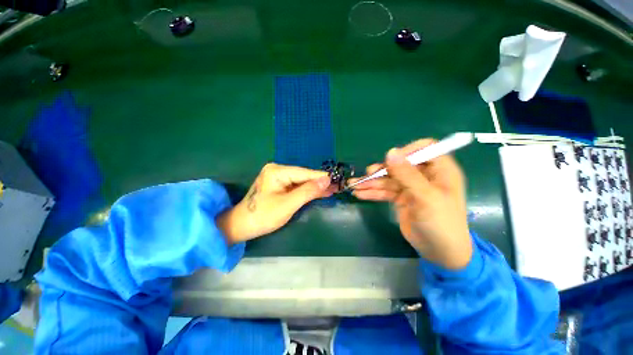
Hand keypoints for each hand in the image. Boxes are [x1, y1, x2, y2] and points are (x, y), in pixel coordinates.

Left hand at [216, 163, 334, 243]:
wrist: (241, 226)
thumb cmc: (263, 216)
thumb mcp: (288, 204)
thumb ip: (308, 191)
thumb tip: (327, 180)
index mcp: (278, 171)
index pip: (305, 173)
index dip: (322, 177)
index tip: (338, 180)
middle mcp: (278, 170)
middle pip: (304, 176)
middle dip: (320, 183)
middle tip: (338, 187)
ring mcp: (278, 177)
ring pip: (301, 182)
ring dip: (315, 187)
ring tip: (332, 190)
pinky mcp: (279, 185)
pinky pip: (296, 186)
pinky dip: (307, 191)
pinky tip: (319, 192)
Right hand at [349, 139, 471, 269]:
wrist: (439, 252)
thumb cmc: (441, 223)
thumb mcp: (425, 197)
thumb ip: (407, 174)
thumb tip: (390, 151)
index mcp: (440, 170)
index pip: (424, 149)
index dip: (407, 151)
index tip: (391, 160)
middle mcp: (424, 176)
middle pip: (400, 165)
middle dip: (382, 170)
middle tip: (367, 175)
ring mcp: (411, 187)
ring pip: (388, 179)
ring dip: (371, 182)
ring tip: (354, 185)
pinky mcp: (400, 198)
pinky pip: (384, 191)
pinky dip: (372, 192)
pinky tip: (359, 194)